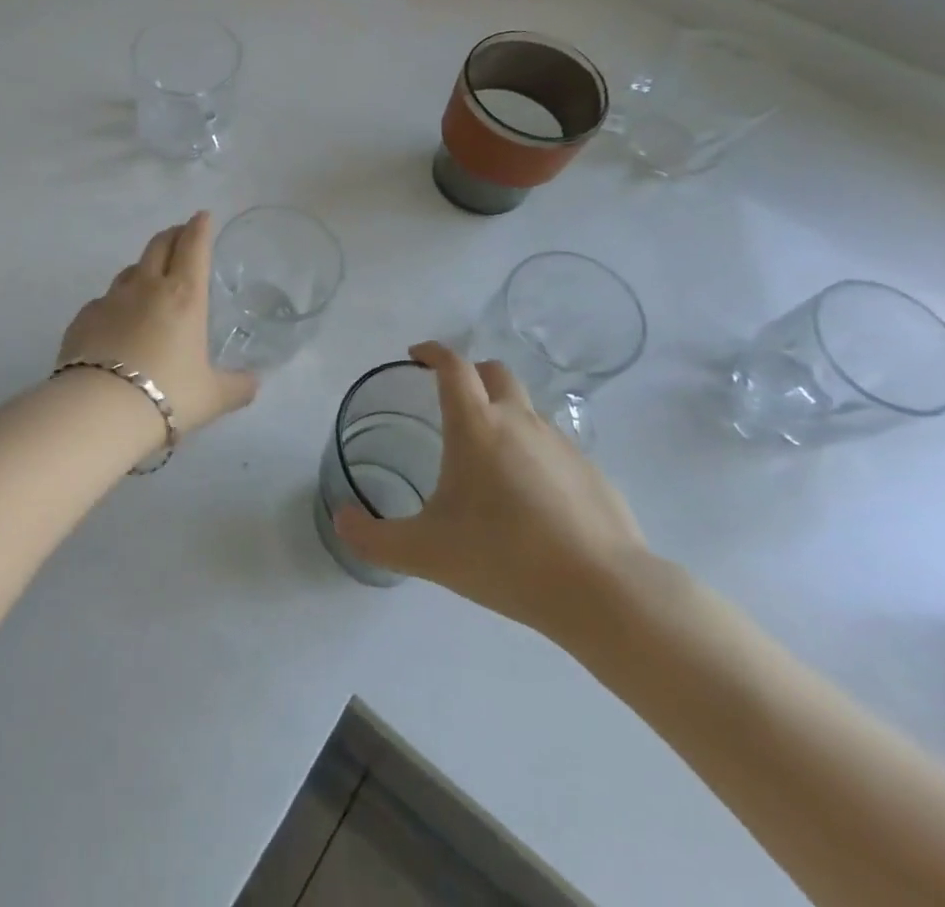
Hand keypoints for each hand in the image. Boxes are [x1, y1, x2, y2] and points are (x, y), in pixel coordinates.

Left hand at [58, 212, 258, 434]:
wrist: (100, 410)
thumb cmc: (168, 396)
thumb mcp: (213, 397)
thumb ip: (238, 387)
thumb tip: (254, 382)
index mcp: (184, 296)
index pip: (194, 247)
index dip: (200, 228)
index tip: (203, 216)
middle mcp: (146, 288)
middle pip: (159, 246)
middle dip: (172, 235)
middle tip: (180, 234)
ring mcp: (110, 300)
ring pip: (129, 270)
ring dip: (143, 267)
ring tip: (149, 277)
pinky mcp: (82, 318)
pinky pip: (103, 301)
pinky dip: (115, 303)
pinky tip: (116, 321)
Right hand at [333, 341, 654, 645]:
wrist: (604, 593)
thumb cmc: (505, 558)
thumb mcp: (426, 552)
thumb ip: (374, 538)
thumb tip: (340, 521)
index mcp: (477, 426)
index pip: (453, 366)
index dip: (432, 351)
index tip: (416, 355)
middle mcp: (520, 421)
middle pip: (495, 372)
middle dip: (471, 374)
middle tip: (452, 400)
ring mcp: (562, 444)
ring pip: (527, 409)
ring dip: (503, 415)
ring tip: (487, 460)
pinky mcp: (592, 472)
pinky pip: (553, 446)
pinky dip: (533, 453)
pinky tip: (529, 499)